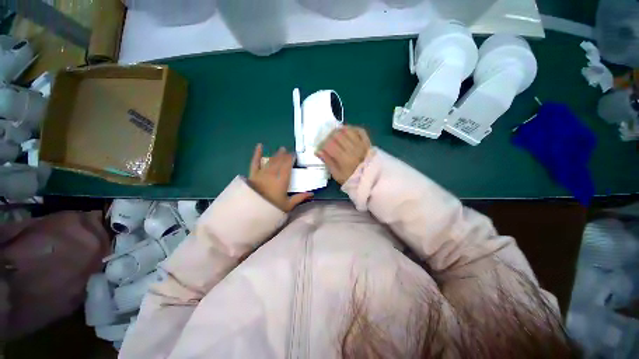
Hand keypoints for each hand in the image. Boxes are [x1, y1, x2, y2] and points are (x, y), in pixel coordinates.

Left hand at [248, 144, 312, 211]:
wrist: (253, 210)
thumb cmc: (272, 208)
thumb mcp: (288, 205)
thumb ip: (299, 198)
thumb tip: (312, 194)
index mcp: (282, 180)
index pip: (287, 166)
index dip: (291, 159)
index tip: (294, 154)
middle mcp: (273, 174)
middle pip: (280, 161)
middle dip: (285, 155)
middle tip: (288, 151)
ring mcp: (262, 173)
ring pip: (271, 160)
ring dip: (276, 154)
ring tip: (281, 149)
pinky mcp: (253, 174)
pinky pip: (255, 162)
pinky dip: (257, 153)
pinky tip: (259, 145)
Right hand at [316, 126, 370, 184]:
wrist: (371, 179)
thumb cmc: (351, 178)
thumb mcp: (337, 174)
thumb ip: (328, 162)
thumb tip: (318, 151)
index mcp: (344, 159)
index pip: (330, 145)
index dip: (323, 144)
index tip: (321, 148)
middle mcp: (352, 149)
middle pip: (338, 135)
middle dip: (329, 136)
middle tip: (328, 141)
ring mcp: (361, 144)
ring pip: (348, 130)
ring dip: (339, 131)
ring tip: (336, 135)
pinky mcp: (367, 142)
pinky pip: (359, 130)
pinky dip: (352, 128)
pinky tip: (347, 131)